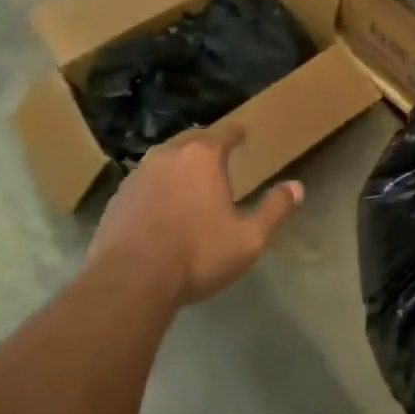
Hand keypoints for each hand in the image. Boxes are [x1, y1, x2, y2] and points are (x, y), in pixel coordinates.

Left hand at [85, 124, 303, 307]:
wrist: (130, 280)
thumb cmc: (197, 254)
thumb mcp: (248, 238)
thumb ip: (274, 210)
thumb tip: (297, 187)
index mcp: (203, 157)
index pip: (224, 133)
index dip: (237, 133)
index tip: (243, 135)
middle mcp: (168, 155)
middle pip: (192, 141)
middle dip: (206, 146)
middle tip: (218, 156)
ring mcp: (138, 175)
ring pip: (164, 159)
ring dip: (178, 165)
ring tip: (189, 180)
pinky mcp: (118, 198)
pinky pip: (144, 183)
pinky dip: (157, 187)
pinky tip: (161, 207)